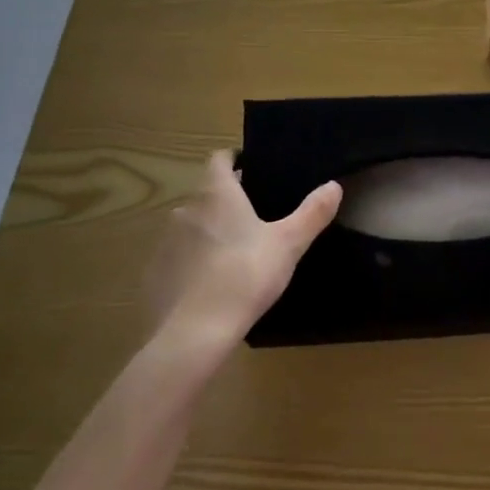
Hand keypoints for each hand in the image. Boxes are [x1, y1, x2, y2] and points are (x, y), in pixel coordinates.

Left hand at [147, 152, 340, 345]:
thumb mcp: (289, 243)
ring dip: (209, 230)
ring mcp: (166, 241)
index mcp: (217, 193)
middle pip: (206, 193)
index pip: (218, 158)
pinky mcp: (156, 271)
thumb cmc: (246, 275)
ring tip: (233, 251)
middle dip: (226, 199)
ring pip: (191, 224)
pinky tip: (210, 282)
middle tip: (253, 217)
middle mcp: (186, 208)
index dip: (232, 158)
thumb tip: (334, 186)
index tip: (250, 166)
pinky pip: (177, 256)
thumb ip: (312, 213)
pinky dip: (192, 261)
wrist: (195, 332)